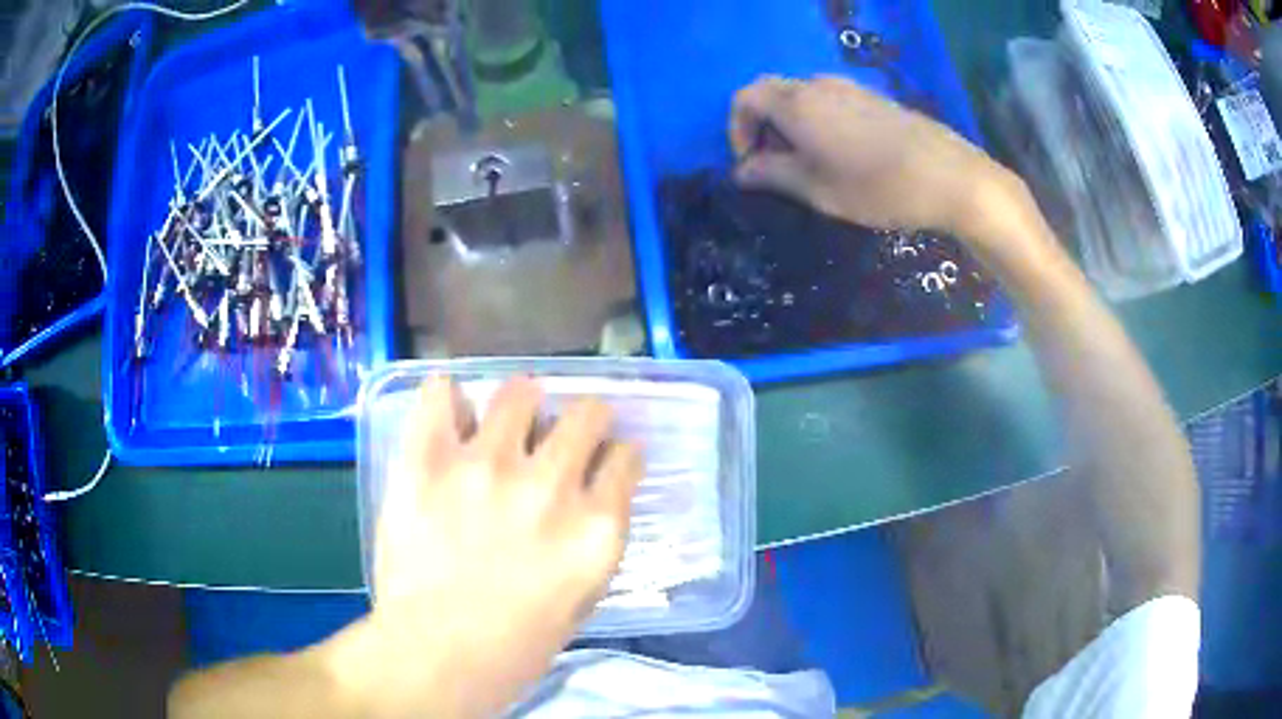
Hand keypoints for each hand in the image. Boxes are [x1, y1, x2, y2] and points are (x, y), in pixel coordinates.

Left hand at [335, 376, 643, 717]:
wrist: (436, 655)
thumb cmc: (517, 644)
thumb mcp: (583, 596)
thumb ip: (594, 538)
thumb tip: (592, 496)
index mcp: (595, 527)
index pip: (626, 457)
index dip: (618, 455)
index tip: (607, 459)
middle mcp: (549, 486)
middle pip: (586, 414)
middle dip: (586, 418)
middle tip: (565, 431)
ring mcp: (485, 467)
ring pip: (519, 393)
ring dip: (522, 402)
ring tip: (508, 419)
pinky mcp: (427, 461)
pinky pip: (440, 395)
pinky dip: (448, 399)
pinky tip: (450, 414)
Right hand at [729, 75, 1010, 235]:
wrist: (949, 177)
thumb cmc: (878, 187)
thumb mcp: (818, 190)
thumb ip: (772, 175)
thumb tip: (741, 171)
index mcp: (797, 104)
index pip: (745, 98)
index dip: (737, 129)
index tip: (751, 165)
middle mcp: (817, 86)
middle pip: (772, 93)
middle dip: (762, 126)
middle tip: (776, 166)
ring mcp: (849, 88)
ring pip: (801, 96)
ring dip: (790, 125)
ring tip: (809, 164)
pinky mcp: (872, 98)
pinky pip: (828, 101)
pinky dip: (817, 121)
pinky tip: (841, 154)